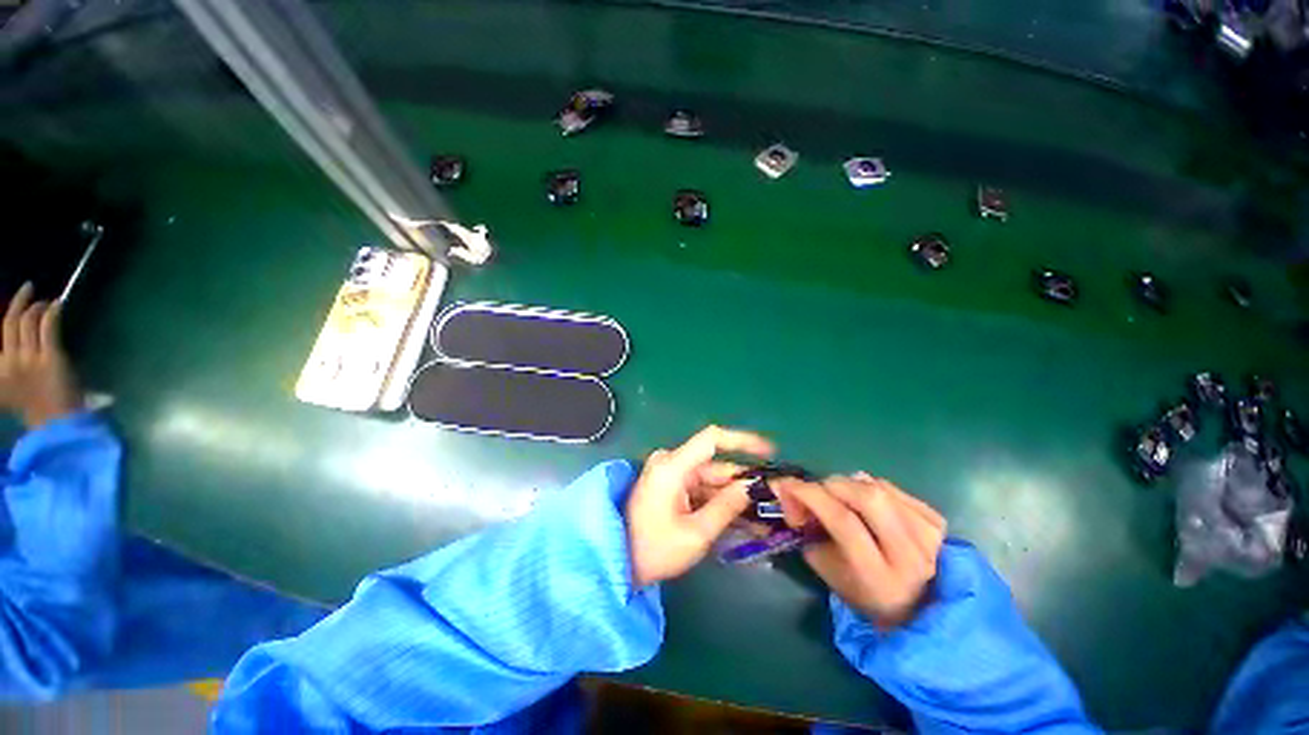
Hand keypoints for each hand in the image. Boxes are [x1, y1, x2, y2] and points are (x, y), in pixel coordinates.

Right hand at [0, 284, 80, 428]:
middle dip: (20, 301)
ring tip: (46, 301)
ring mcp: (30, 359)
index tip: (19, 303)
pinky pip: (49, 327)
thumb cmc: (37, 409)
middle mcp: (10, 360)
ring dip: (38, 307)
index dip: (10, 313)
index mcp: (0, 369)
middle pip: (12, 322)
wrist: (56, 424)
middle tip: (30, 288)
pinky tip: (58, 305)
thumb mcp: (10, 390)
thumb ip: (7, 371)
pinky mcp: (51, 357)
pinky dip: (52, 312)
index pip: (2, 332)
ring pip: (29, 322)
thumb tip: (9, 351)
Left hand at [626, 425, 774, 586]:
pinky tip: (743, 520)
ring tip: (764, 517)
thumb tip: (752, 486)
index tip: (769, 451)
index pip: (712, 439)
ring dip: (734, 498)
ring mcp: (670, 475)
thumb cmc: (654, 549)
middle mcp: (671, 463)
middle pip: (715, 466)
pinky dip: (719, 503)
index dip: (742, 440)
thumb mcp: (695, 533)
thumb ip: (726, 507)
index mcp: (672, 466)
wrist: (618, 563)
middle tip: (773, 499)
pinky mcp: (671, 487)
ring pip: (711, 481)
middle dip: (743, 483)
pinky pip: (701, 490)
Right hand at [775, 474, 945, 627]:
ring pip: (879, 488)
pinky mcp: (937, 521)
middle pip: (867, 498)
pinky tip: (863, 498)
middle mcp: (910, 555)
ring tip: (839, 495)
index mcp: (878, 577)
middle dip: (832, 485)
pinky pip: (893, 487)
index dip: (810, 495)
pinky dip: (869, 484)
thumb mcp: (826, 569)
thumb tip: (789, 493)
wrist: (919, 606)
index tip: (786, 483)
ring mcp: (929, 536)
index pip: (843, 522)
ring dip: (849, 484)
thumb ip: (805, 530)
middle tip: (817, 491)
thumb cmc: (862, 592)